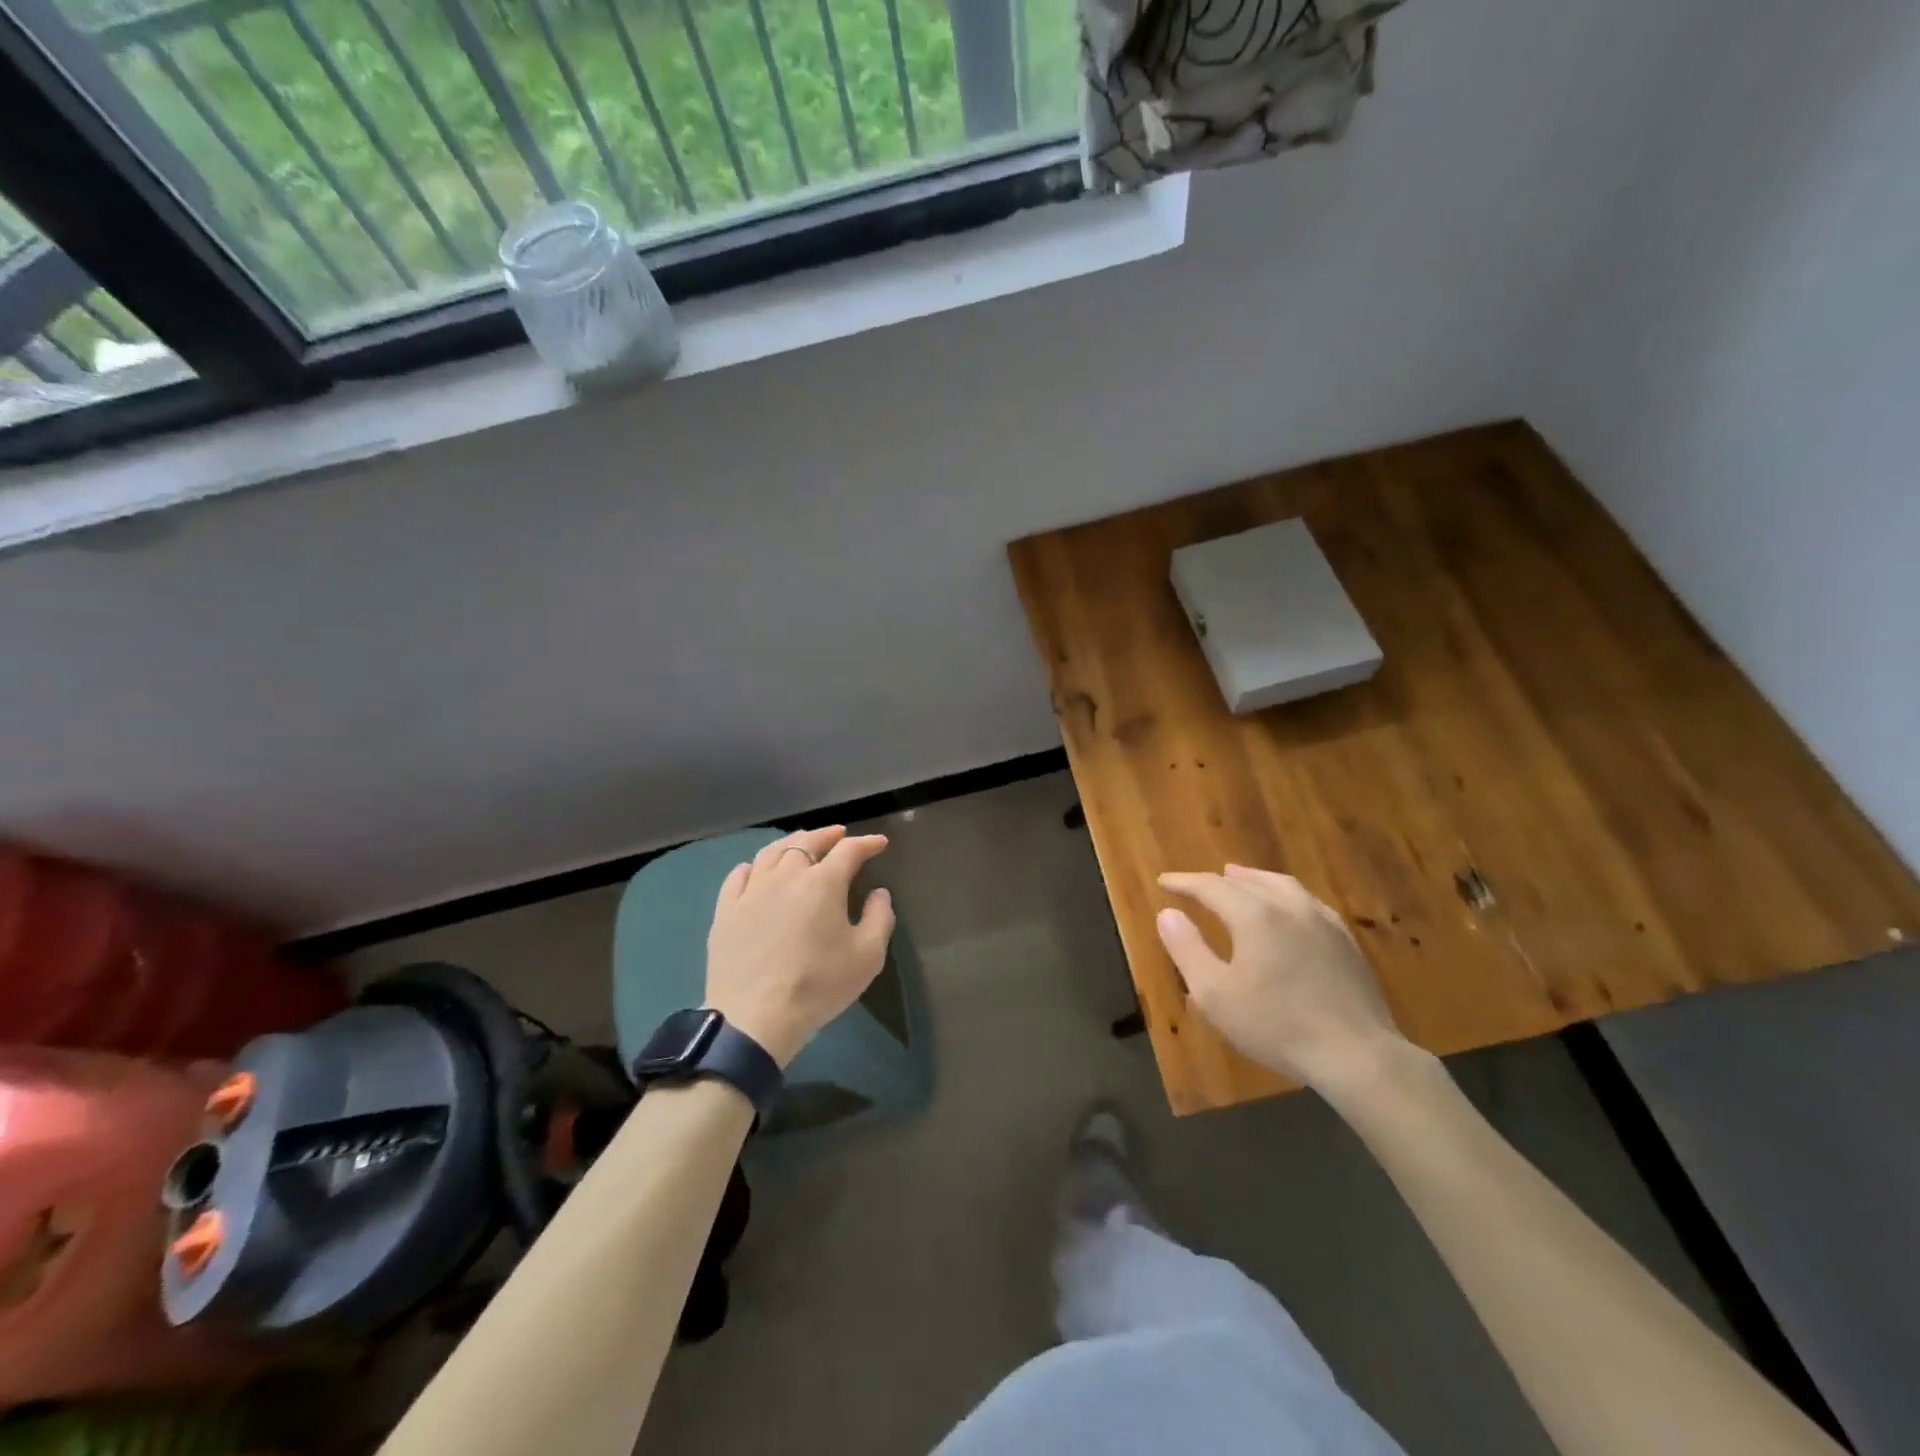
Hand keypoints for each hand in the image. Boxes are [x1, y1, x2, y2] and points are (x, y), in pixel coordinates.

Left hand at [705, 826, 894, 1066]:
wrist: (755, 1018)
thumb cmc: (818, 985)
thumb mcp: (867, 956)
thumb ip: (879, 918)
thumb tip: (879, 893)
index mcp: (823, 882)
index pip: (849, 851)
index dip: (867, 843)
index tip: (879, 843)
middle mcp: (786, 875)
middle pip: (807, 842)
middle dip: (827, 835)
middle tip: (840, 835)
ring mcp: (752, 891)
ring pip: (772, 852)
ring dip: (792, 843)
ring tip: (802, 844)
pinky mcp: (726, 910)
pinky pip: (739, 875)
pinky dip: (754, 866)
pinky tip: (757, 870)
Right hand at [1156, 865, 1409, 1094]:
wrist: (1357, 1054)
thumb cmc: (1277, 1026)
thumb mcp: (1215, 994)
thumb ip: (1187, 949)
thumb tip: (1168, 913)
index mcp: (1254, 915)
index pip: (1211, 886)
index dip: (1184, 882)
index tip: (1164, 882)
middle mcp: (1288, 906)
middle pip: (1247, 881)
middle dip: (1217, 880)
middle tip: (1197, 885)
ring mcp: (1322, 921)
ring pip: (1281, 885)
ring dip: (1254, 880)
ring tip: (1239, 878)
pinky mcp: (1345, 941)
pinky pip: (1307, 902)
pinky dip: (1284, 895)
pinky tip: (1287, 908)